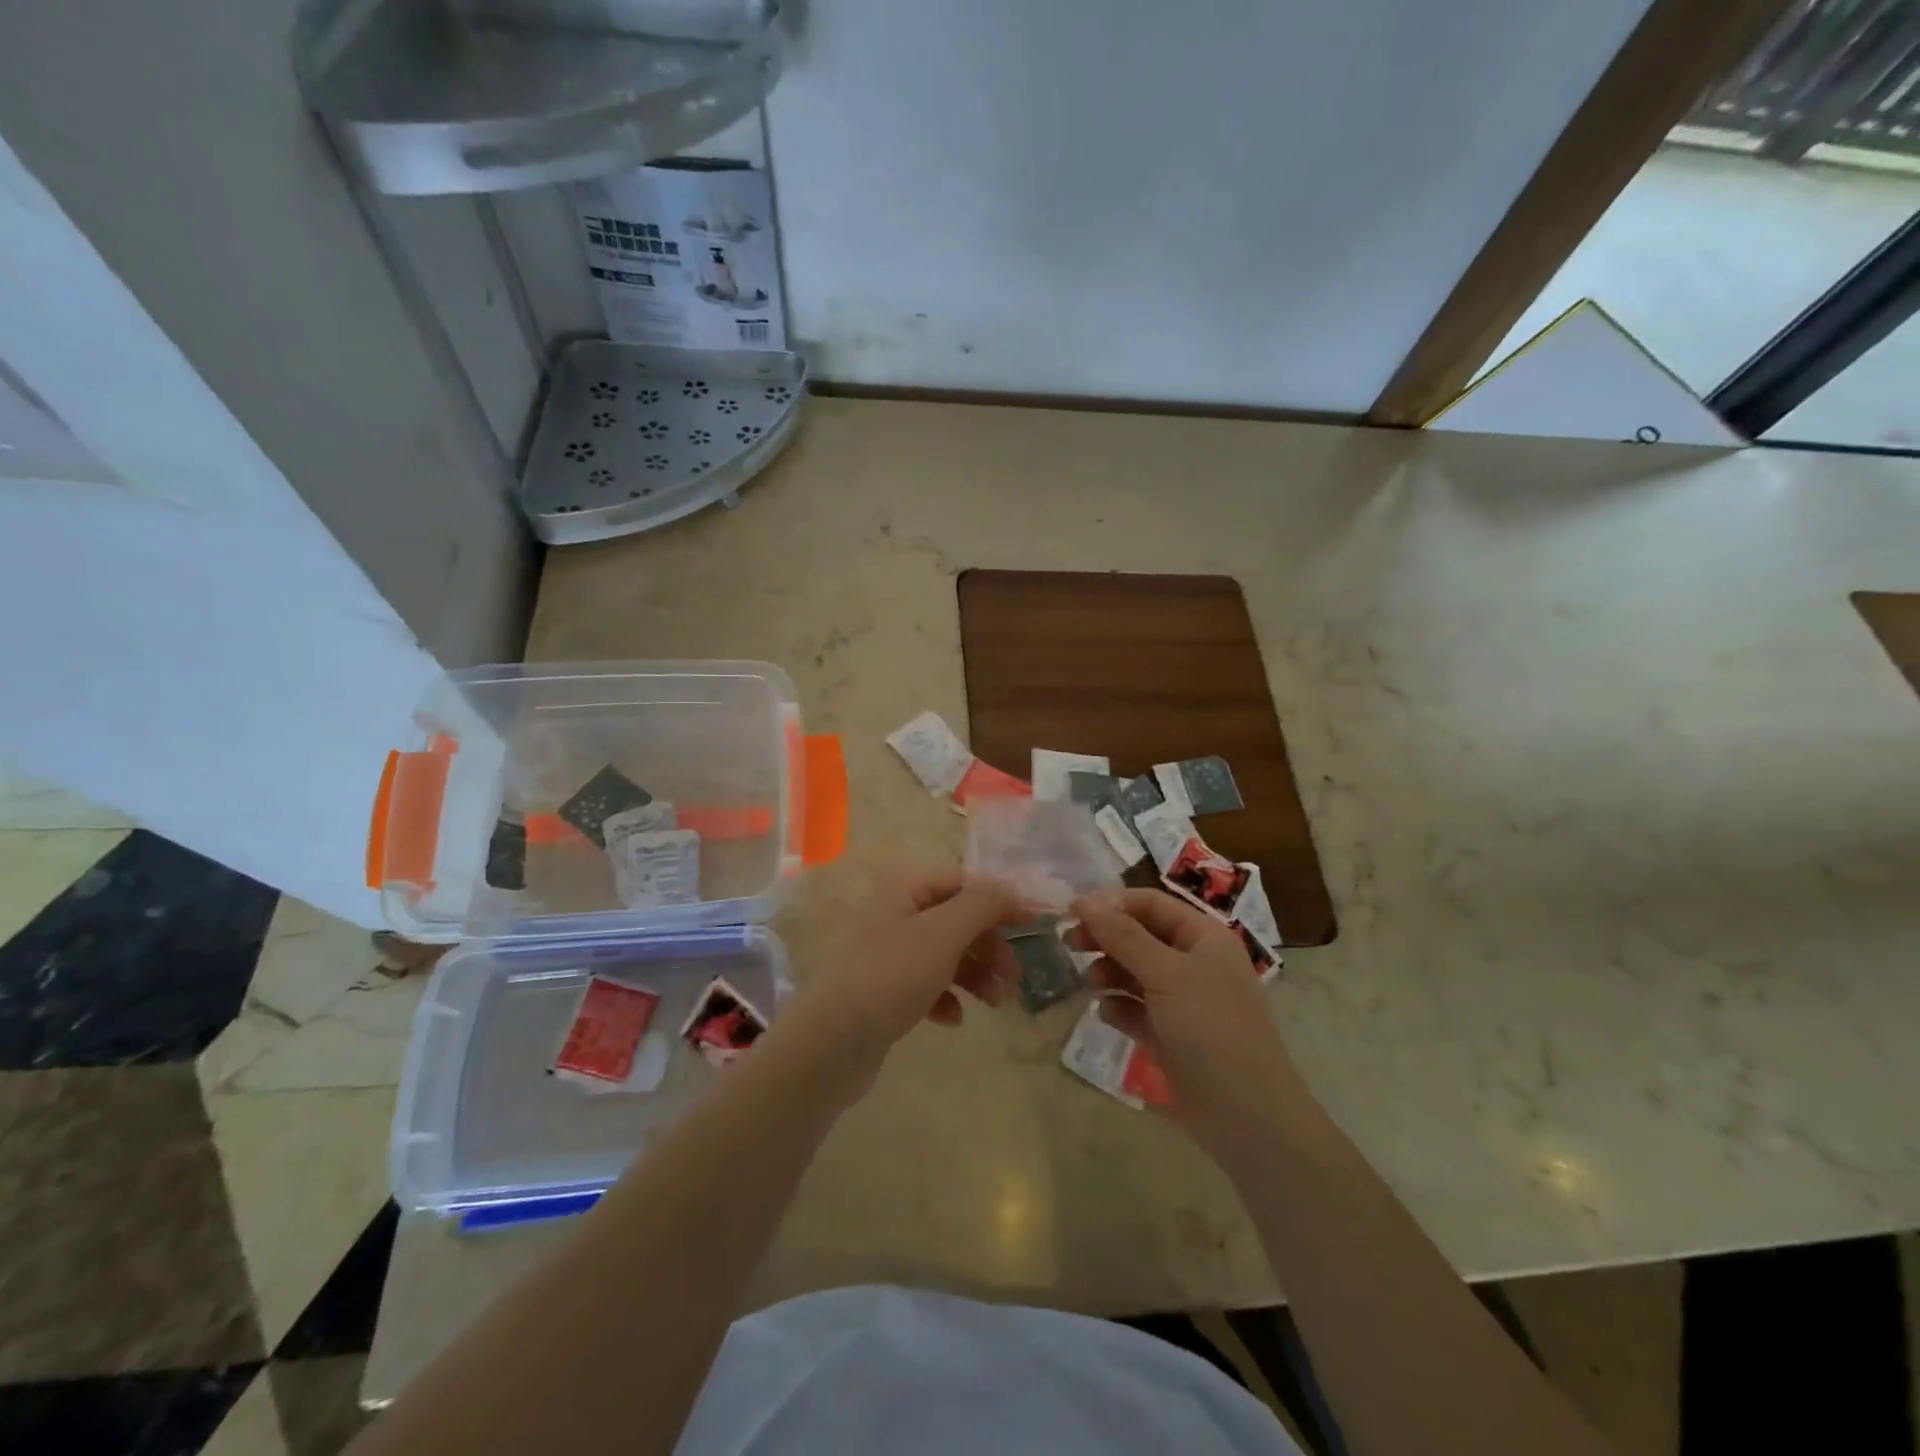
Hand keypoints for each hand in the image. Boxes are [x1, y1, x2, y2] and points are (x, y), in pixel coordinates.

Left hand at [776, 872, 1024, 1089]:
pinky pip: (924, 984)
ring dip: (974, 974)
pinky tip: (952, 1018)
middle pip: (956, 919)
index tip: (1034, 926)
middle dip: (989, 946)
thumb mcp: (943, 933)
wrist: (830, 1043)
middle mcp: (893, 913)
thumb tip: (1011, 886)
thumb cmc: (890, 976)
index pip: (963, 883)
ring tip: (994, 1003)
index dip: (1000, 902)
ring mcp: (884, 953)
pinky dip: (945, 997)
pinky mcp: (881, 990)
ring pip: (943, 954)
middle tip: (1014, 977)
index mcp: (904, 889)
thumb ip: (982, 904)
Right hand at [1069, 889, 1308, 1162]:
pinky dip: (1119, 1006)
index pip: (1151, 903)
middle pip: (1139, 934)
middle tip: (1070, 944)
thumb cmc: (1211, 1029)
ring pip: (1134, 971)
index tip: (1072, 911)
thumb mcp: (1166, 974)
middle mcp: (1194, 962)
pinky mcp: (1170, 1034)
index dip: (1111, 903)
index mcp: (1203, 937)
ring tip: (1092, 984)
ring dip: (1109, 971)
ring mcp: (1182, 1000)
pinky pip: (1136, 1008)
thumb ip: (1123, 936)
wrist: (1246, 1115)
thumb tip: (1084, 902)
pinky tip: (1108, 1014)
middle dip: (1106, 937)